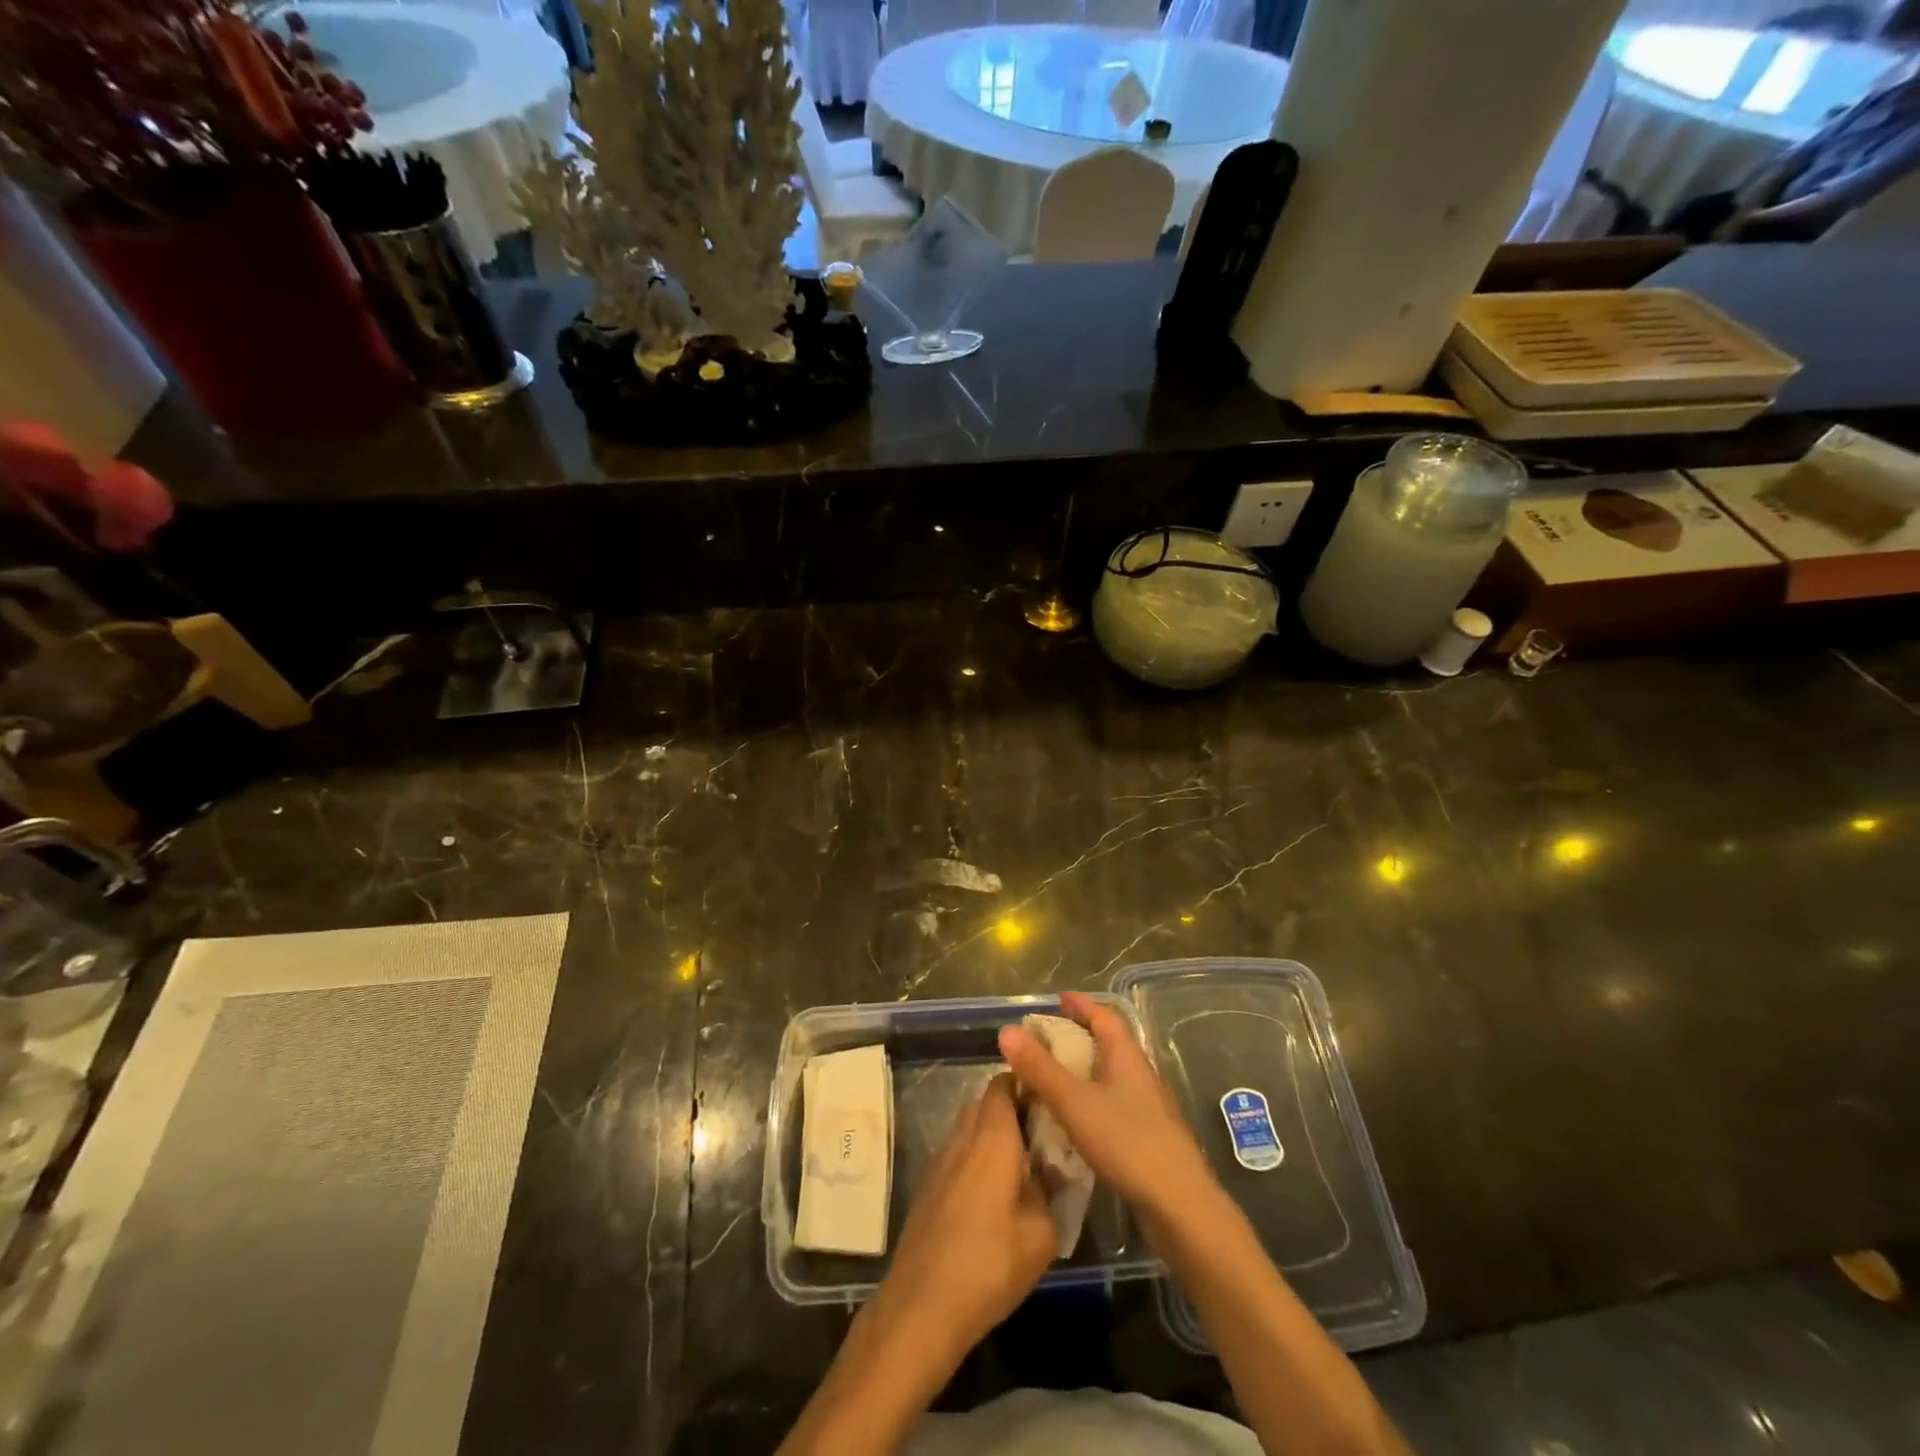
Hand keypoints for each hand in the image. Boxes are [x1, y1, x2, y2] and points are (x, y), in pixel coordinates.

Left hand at [864, 1073, 1058, 1365]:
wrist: (922, 1305)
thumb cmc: (989, 1264)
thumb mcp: (1041, 1235)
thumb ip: (1049, 1194)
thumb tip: (1048, 1177)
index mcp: (993, 1137)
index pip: (1003, 1085)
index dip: (1024, 1083)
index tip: (1047, 1097)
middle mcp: (963, 1138)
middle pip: (984, 1103)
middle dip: (1010, 1108)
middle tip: (1039, 1132)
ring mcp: (940, 1161)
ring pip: (968, 1129)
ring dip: (990, 1135)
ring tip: (1020, 1165)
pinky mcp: (927, 1187)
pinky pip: (956, 1155)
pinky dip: (974, 1159)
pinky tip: (991, 1194)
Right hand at [998, 991, 1216, 1234]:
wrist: (1180, 1207)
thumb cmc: (1128, 1143)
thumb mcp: (1075, 1102)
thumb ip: (1040, 1068)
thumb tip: (1006, 1030)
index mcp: (1127, 1056)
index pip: (1104, 1017)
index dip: (1081, 1005)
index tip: (1057, 999)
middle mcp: (1140, 1075)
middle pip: (1107, 1044)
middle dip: (1077, 1036)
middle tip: (1043, 1040)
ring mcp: (1146, 1108)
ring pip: (1109, 1076)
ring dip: (1081, 1071)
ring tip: (1050, 1078)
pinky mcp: (1146, 1137)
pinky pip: (1111, 1104)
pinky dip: (1088, 1101)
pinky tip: (1072, 1120)